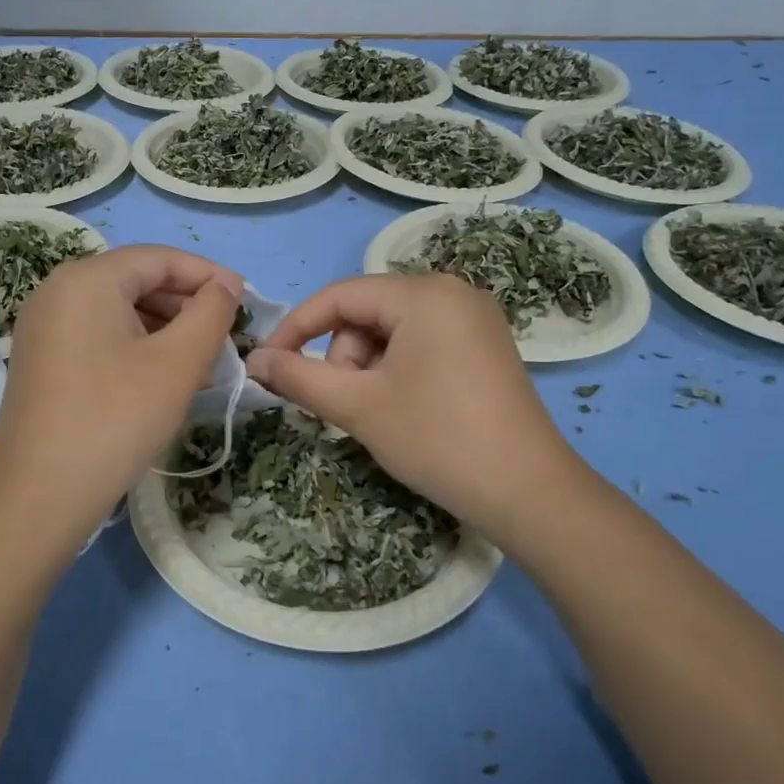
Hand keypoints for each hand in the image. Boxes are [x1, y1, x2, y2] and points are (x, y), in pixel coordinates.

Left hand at [0, 245, 242, 553]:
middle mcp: (57, 291)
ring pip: (118, 309)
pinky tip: (162, 374)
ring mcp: (43, 326)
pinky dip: (136, 344)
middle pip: (135, 280)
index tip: (246, 299)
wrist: (40, 496)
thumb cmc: (116, 419)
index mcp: (86, 279)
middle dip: (185, 303)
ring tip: (201, 358)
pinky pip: (98, 334)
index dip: (207, 274)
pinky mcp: (41, 359)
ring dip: (164, 326)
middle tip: (226, 335)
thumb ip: (211, 313)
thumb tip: (223, 288)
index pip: (158, 258)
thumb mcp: (178, 363)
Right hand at [246, 273, 585, 536]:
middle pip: (367, 313)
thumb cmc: (437, 439)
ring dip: (368, 368)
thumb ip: (298, 377)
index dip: (296, 328)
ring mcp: (474, 318)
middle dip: (343, 357)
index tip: (267, 365)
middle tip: (346, 406)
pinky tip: (405, 408)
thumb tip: (254, 360)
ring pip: (392, 331)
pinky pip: (421, 343)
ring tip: (379, 413)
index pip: (339, 296)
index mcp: (423, 293)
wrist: (529, 493)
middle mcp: (452, 291)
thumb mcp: (358, 406)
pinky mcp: (485, 345)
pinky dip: (397, 370)